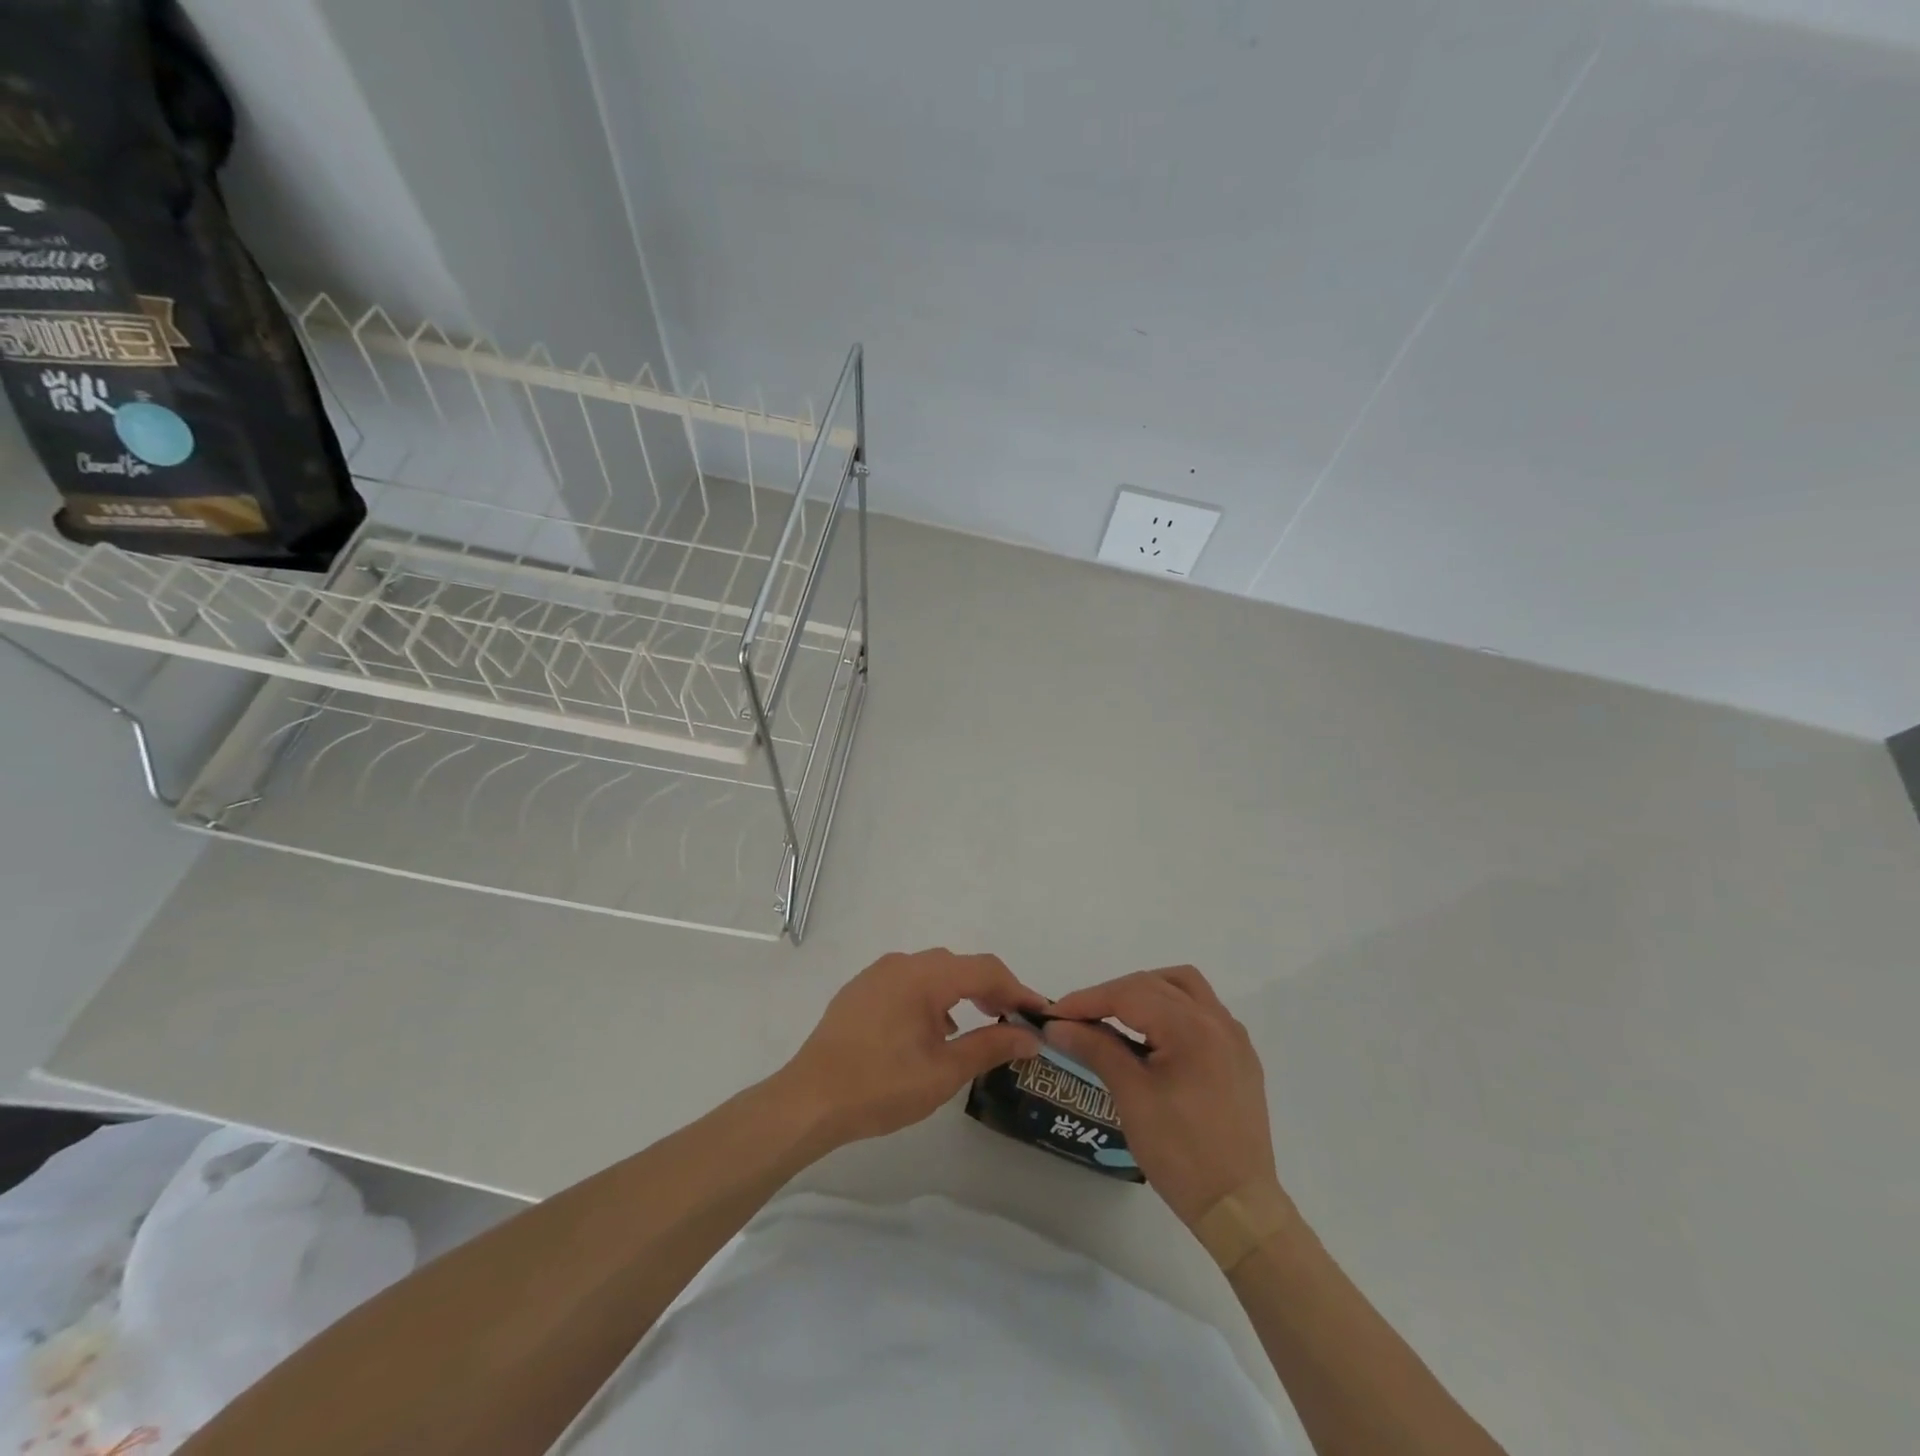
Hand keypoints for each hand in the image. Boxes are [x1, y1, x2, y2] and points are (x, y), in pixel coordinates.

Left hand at [778, 948, 1046, 1146]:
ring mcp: (876, 975)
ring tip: (979, 1025)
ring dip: (961, 993)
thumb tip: (1030, 1037)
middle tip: (1013, 1021)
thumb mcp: (943, 1071)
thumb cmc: (881, 1086)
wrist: (809, 1100)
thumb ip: (990, 1046)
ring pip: (932, 973)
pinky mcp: (860, 991)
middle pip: (959, 966)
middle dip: (991, 990)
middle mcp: (901, 963)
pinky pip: (908, 983)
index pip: (985, 969)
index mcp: (924, 976)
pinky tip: (935, 1030)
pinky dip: (932, 998)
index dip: (1017, 989)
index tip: (1039, 1014)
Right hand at [1045, 966, 1280, 1227]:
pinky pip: (1201, 1010)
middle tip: (1077, 1019)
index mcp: (1191, 1027)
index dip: (1087, 1000)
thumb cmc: (1181, 1153)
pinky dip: (1171, 1008)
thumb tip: (1057, 1026)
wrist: (1239, 1209)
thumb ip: (1096, 1049)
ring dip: (1145, 991)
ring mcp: (1233, 1037)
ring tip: (1115, 1015)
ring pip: (1183, 987)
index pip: (1129, 994)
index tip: (1053, 1015)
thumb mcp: (1132, 1097)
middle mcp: (1216, 1020)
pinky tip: (1153, 1035)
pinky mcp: (1239, 1056)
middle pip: (1154, 984)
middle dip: (1111, 995)